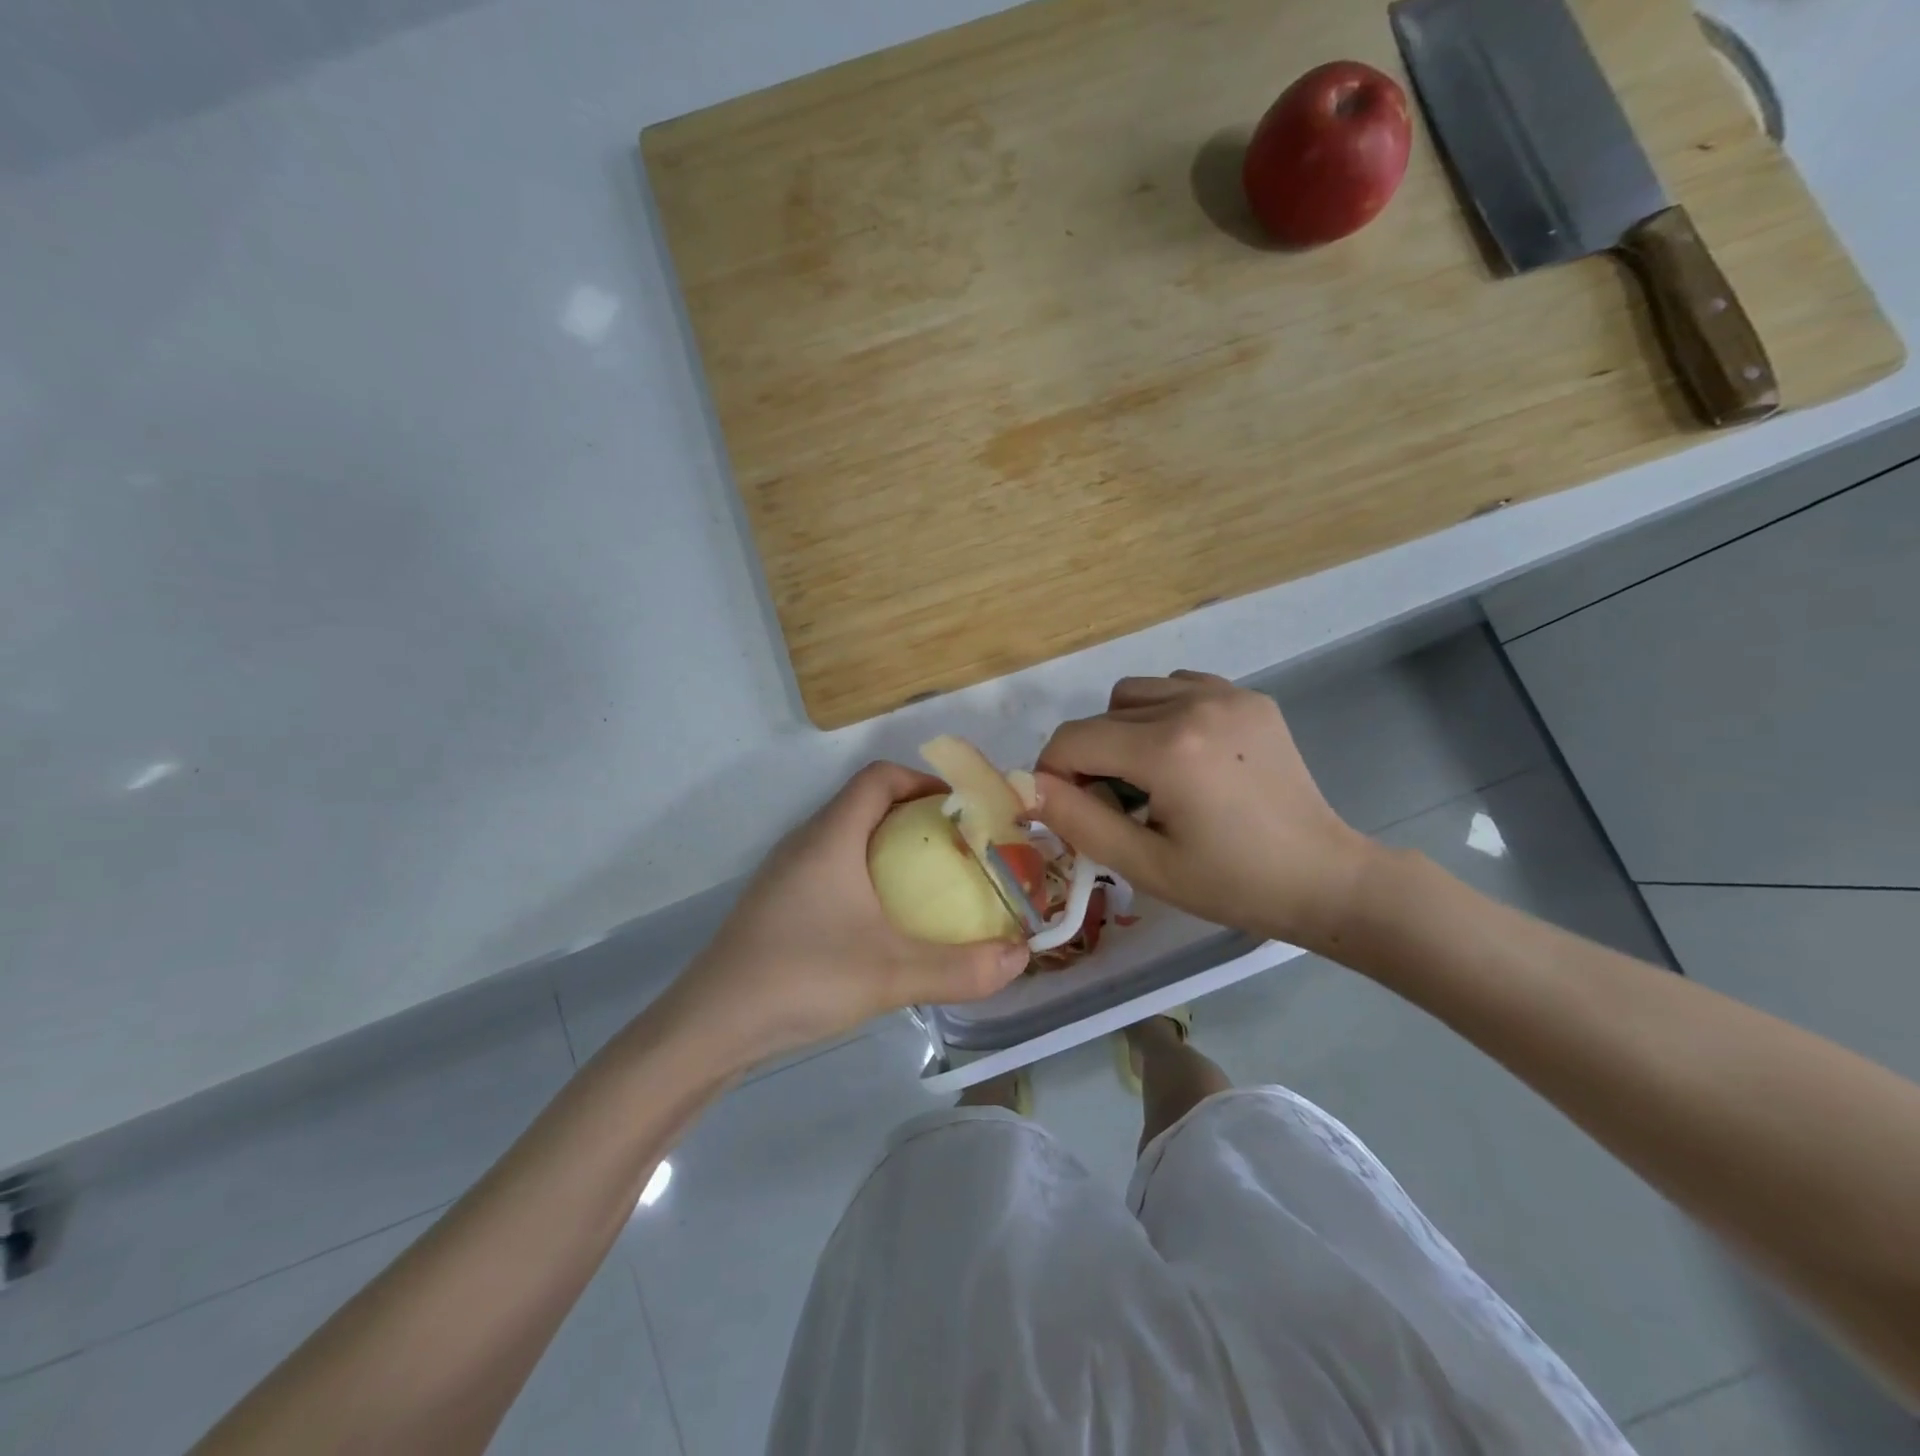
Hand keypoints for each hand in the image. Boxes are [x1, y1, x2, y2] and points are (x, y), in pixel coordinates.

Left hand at [666, 763, 1030, 1067]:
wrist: (709, 1026)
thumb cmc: (800, 978)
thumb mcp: (891, 975)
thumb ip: (961, 968)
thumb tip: (1020, 957)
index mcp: (831, 836)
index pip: (878, 777)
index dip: (923, 781)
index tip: (963, 810)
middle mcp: (806, 842)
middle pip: (866, 803)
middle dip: (917, 816)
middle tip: (961, 849)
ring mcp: (787, 873)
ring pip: (848, 836)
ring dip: (892, 847)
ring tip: (934, 881)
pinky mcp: (779, 902)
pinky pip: (833, 866)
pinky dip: (868, 874)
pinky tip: (885, 920)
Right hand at [1034, 671, 1375, 952]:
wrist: (1324, 878)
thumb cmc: (1231, 884)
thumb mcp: (1144, 865)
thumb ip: (1077, 820)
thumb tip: (1027, 786)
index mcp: (1167, 750)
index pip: (1073, 739)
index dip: (1054, 773)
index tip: (1071, 809)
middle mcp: (1193, 704)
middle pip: (1101, 715)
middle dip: (1091, 758)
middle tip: (1117, 806)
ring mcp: (1226, 694)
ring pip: (1136, 692)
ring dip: (1124, 729)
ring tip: (1152, 776)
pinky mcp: (1249, 697)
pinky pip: (1178, 686)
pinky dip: (1163, 712)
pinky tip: (1186, 755)